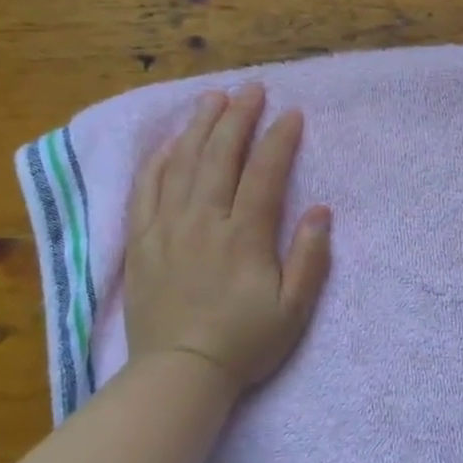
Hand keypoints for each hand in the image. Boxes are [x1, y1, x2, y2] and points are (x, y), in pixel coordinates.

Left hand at [125, 84, 331, 391]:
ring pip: (182, 164)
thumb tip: (320, 211)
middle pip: (219, 156)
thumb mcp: (293, 310)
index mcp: (243, 237)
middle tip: (251, 89)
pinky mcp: (142, 241)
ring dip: (199, 127)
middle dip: (237, 118)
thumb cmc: (244, 343)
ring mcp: (167, 228)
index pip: (264, 174)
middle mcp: (203, 222)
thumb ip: (309, 258)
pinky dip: (159, 160)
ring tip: (212, 98)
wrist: (179, 373)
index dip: (279, 140)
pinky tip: (170, 142)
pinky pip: (146, 189)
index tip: (292, 114)